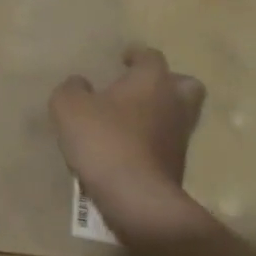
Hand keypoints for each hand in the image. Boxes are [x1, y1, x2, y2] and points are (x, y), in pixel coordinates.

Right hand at [50, 45, 209, 243]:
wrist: (137, 200)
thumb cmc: (104, 141)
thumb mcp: (69, 107)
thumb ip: (72, 89)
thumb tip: (80, 83)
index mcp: (152, 81)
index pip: (151, 56)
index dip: (136, 55)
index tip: (123, 58)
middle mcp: (174, 104)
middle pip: (185, 84)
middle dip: (167, 83)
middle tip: (140, 88)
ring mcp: (180, 138)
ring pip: (179, 116)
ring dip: (160, 115)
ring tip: (131, 121)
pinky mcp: (178, 168)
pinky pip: (168, 144)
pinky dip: (154, 142)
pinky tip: (129, 148)